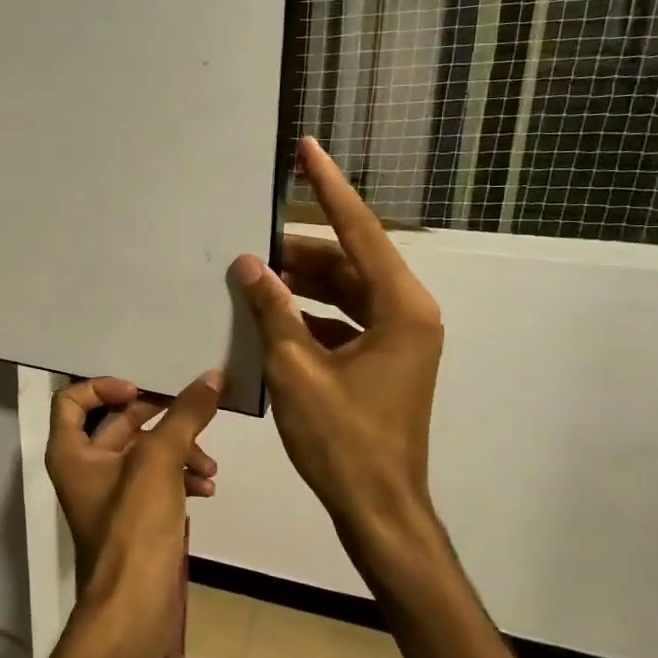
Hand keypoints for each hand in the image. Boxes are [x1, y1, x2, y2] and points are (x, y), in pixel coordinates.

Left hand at [44, 372, 222, 641]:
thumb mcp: (160, 461)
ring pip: (144, 454)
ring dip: (178, 451)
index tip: (142, 391)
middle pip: (118, 424)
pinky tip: (207, 488)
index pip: (72, 399)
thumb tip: (213, 376)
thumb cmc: (134, 526)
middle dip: (159, 419)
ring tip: (209, 466)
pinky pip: (156, 482)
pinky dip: (179, 478)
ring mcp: (110, 495)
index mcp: (71, 451)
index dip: (104, 387)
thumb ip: (185, 415)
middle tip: (193, 415)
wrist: (135, 608)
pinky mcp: (134, 518)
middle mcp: (84, 469)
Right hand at [230, 137, 446, 573]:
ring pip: (344, 293)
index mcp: (401, 309)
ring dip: (302, 285)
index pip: (360, 231)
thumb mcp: (297, 370)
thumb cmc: (342, 440)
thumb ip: (273, 310)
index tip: (308, 149)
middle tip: (252, 242)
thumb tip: (249, 264)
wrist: (378, 508)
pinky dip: (309, 316)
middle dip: (300, 252)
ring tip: (253, 278)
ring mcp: (398, 340)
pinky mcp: (383, 361)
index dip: (330, 188)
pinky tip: (269, 319)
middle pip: (350, 262)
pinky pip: (343, 322)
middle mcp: (407, 314)